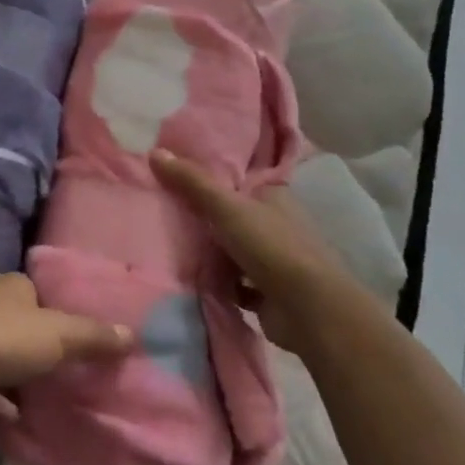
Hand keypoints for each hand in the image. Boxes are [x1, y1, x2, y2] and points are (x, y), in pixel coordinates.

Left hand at [0, 273, 133, 419]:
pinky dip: (3, 400)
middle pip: (23, 324)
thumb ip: (93, 336)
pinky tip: (18, 418)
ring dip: (22, 374)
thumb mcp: (58, 334)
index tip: (81, 337)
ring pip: (5, 354)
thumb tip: (133, 334)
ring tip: (50, 397)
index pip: (40, 293)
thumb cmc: (4, 339)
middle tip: (71, 371)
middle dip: (41, 346)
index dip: (60, 312)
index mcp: (12, 285)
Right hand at [152, 148, 350, 354]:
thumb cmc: (271, 246)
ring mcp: (275, 261)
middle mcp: (277, 224)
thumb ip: (191, 181)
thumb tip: (154, 152)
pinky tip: (195, 281)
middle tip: (167, 214)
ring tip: (174, 246)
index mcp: (273, 196)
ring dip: (213, 254)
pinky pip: (237, 284)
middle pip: (233, 216)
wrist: (310, 311)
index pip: (238, 181)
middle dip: (207, 220)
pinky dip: (221, 284)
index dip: (211, 180)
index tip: (178, 179)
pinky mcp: (270, 294)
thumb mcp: (226, 206)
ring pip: (235, 250)